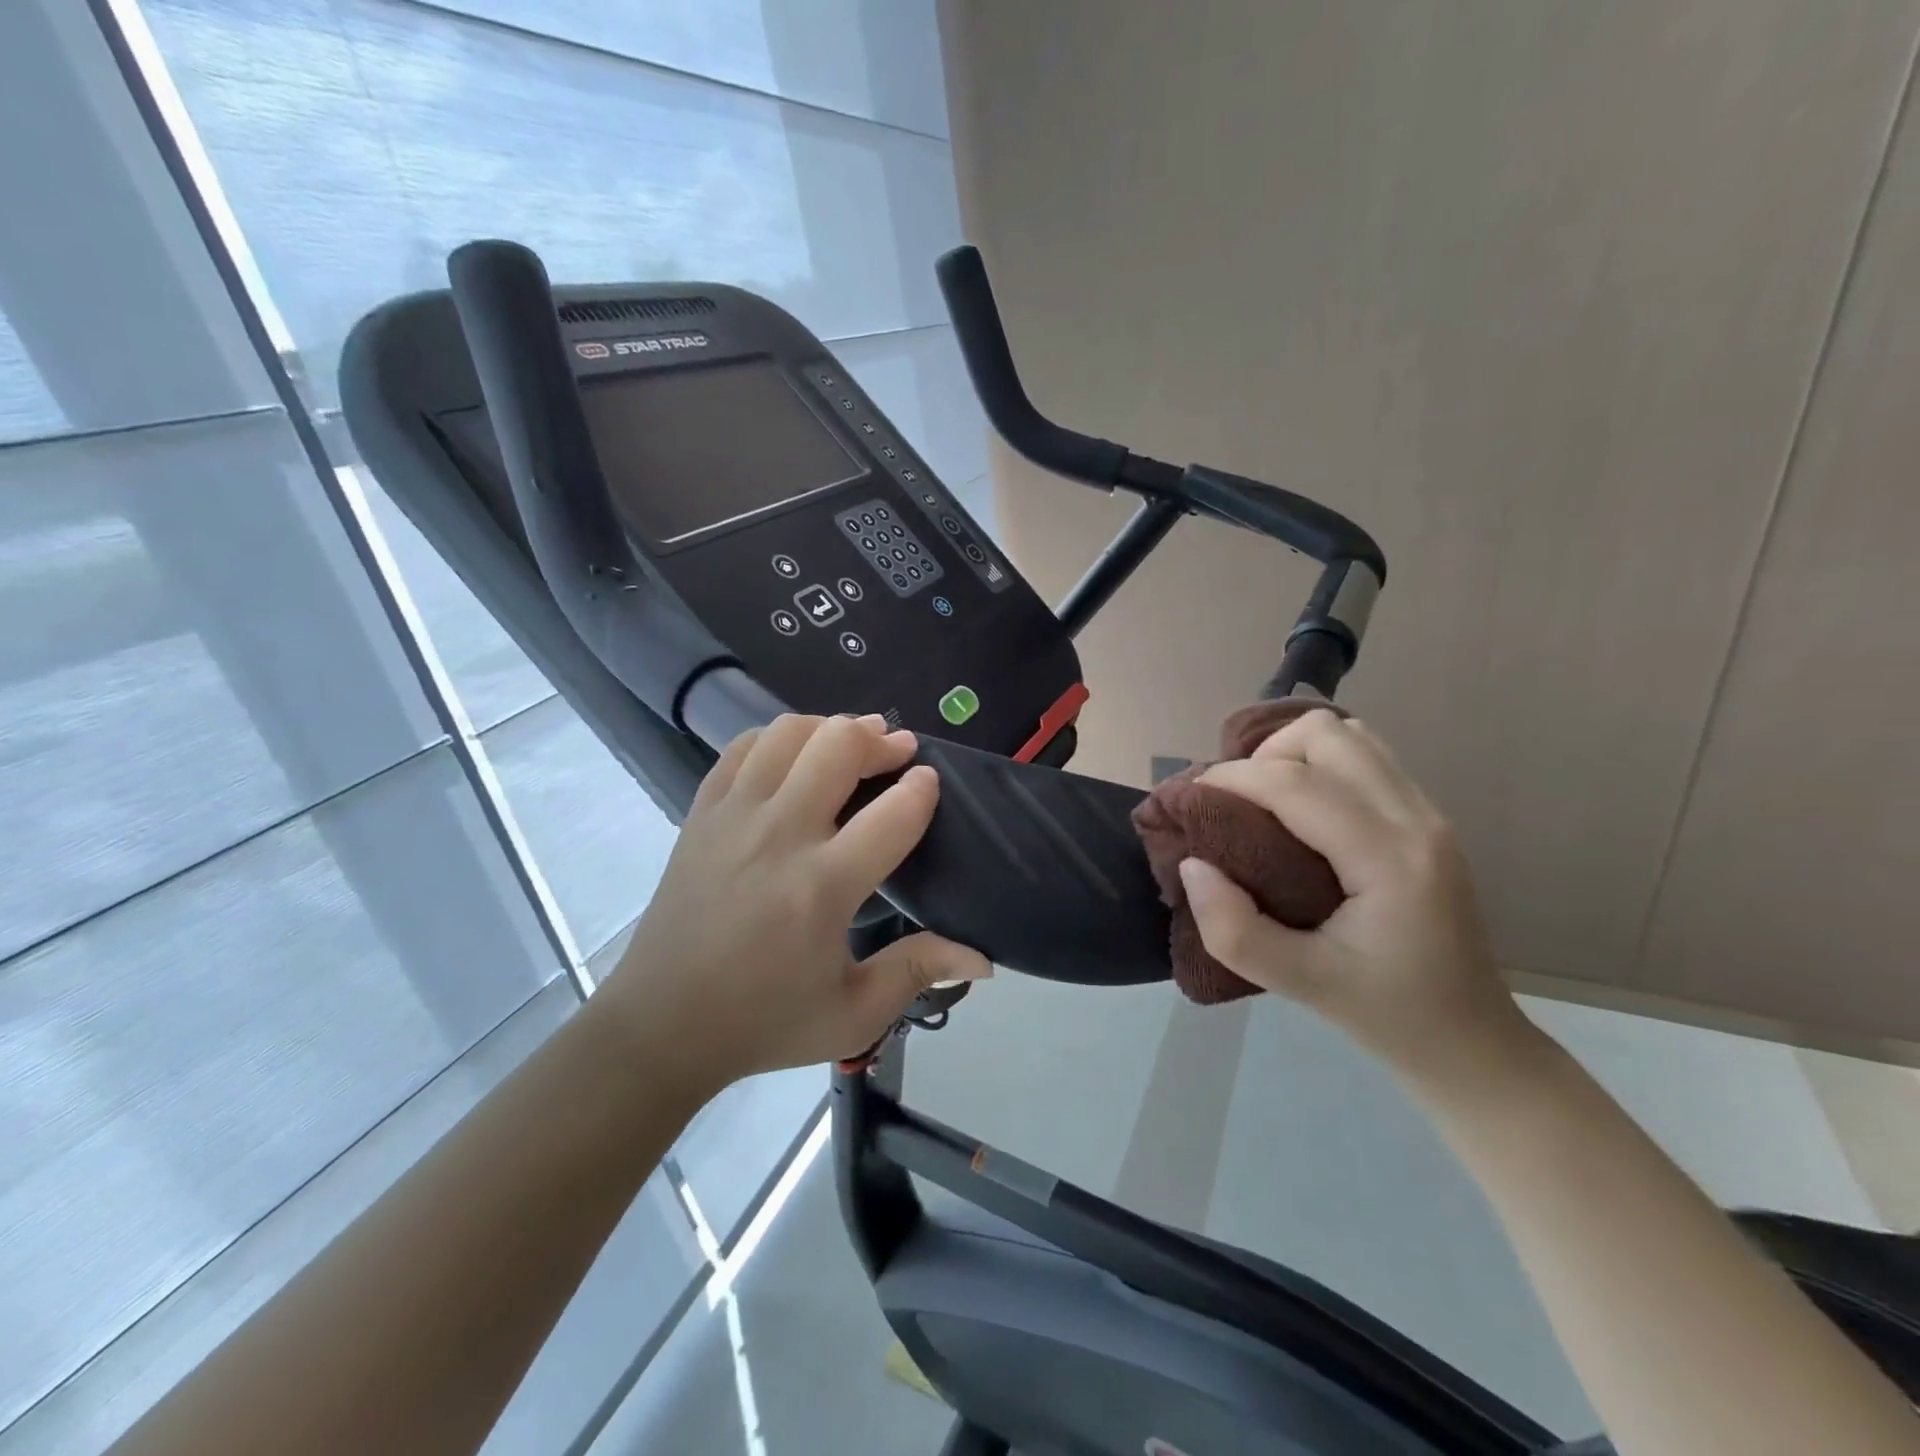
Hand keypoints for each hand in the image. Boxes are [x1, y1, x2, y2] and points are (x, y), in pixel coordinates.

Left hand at [597, 714, 989, 1097]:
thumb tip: (983, 959)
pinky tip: (794, 756)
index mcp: (822, 887)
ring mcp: (733, 817)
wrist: (661, 1025)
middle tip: (898, 751)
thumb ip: (917, 972)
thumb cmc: (764, 1022)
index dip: (922, 788)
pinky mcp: (701, 813)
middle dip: (880, 739)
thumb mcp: (852, 1014)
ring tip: (850, 744)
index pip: (892, 813)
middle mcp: (779, 836)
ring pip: (789, 733)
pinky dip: (777, 738)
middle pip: (839, 746)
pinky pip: (742, 747)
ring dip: (830, 728)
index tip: (930, 781)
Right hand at [1177, 709, 1535, 1085]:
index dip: (1232, 778)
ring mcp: (1428, 814)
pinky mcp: (1425, 819)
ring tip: (1265, 801)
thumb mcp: (1300, 986)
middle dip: (1265, 755)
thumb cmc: (1388, 1016)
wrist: (1473, 1044)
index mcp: (1389, 859)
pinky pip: (1365, 759)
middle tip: (1237, 804)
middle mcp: (1416, 819)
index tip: (1189, 799)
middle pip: (1327, 734)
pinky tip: (1299, 811)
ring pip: (1350, 735)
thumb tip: (1193, 866)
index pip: (1295, 783)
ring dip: (1295, 753)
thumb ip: (1234, 930)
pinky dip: (1319, 764)